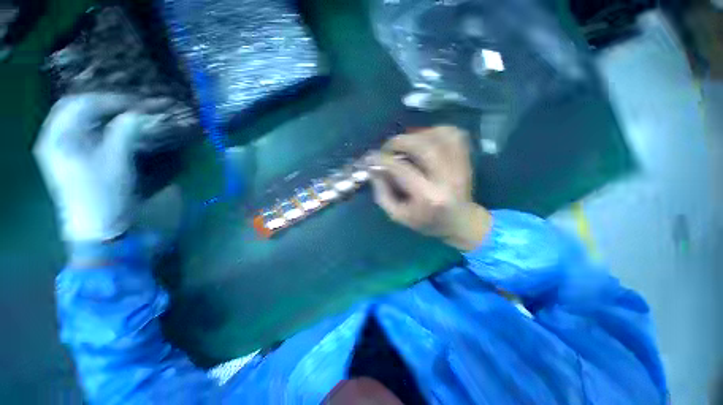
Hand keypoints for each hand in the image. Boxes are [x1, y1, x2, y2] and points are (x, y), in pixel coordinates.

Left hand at [33, 93, 168, 241]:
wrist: (96, 225)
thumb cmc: (104, 194)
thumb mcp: (117, 162)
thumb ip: (125, 133)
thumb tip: (138, 113)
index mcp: (58, 138)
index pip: (81, 103)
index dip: (110, 99)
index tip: (136, 103)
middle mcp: (53, 137)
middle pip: (75, 107)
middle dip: (103, 102)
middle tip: (130, 106)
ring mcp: (57, 147)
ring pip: (76, 117)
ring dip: (100, 112)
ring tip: (124, 114)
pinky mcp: (66, 155)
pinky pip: (79, 129)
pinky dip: (96, 124)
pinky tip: (111, 127)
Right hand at [370, 126, 491, 250]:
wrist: (458, 221)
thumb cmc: (425, 221)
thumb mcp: (397, 214)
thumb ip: (382, 192)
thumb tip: (373, 167)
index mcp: (428, 197)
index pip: (402, 169)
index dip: (383, 159)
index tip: (370, 157)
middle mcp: (447, 179)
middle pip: (424, 147)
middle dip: (399, 142)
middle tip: (388, 148)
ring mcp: (460, 166)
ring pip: (440, 136)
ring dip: (417, 135)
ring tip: (406, 145)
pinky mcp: (466, 159)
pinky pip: (454, 134)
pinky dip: (436, 131)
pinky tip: (425, 140)